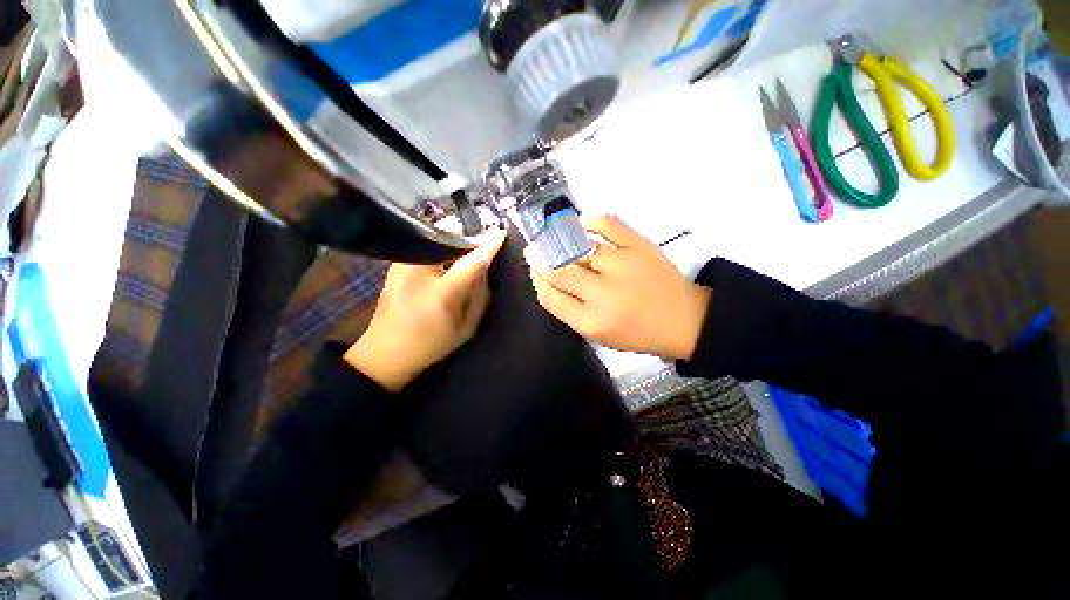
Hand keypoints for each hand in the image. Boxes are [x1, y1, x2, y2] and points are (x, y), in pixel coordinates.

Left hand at [345, 228, 506, 391]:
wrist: (385, 352)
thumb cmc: (431, 343)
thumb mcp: (466, 328)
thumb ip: (479, 296)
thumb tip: (485, 269)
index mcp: (442, 292)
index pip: (472, 261)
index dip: (488, 245)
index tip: (501, 233)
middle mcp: (420, 269)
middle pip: (449, 236)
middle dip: (468, 239)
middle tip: (477, 251)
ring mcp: (403, 263)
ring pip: (435, 235)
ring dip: (452, 242)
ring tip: (460, 257)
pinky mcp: (395, 263)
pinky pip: (424, 244)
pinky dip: (438, 247)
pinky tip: (442, 263)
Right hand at [529, 215, 709, 359]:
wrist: (685, 319)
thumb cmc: (639, 332)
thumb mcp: (600, 335)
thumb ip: (572, 311)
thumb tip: (549, 281)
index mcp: (591, 321)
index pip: (550, 297)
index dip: (537, 280)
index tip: (534, 269)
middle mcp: (602, 294)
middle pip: (559, 270)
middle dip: (541, 259)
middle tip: (535, 251)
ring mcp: (622, 265)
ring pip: (577, 247)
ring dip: (559, 241)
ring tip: (552, 237)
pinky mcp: (639, 246)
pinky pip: (607, 223)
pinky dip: (590, 220)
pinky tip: (580, 223)